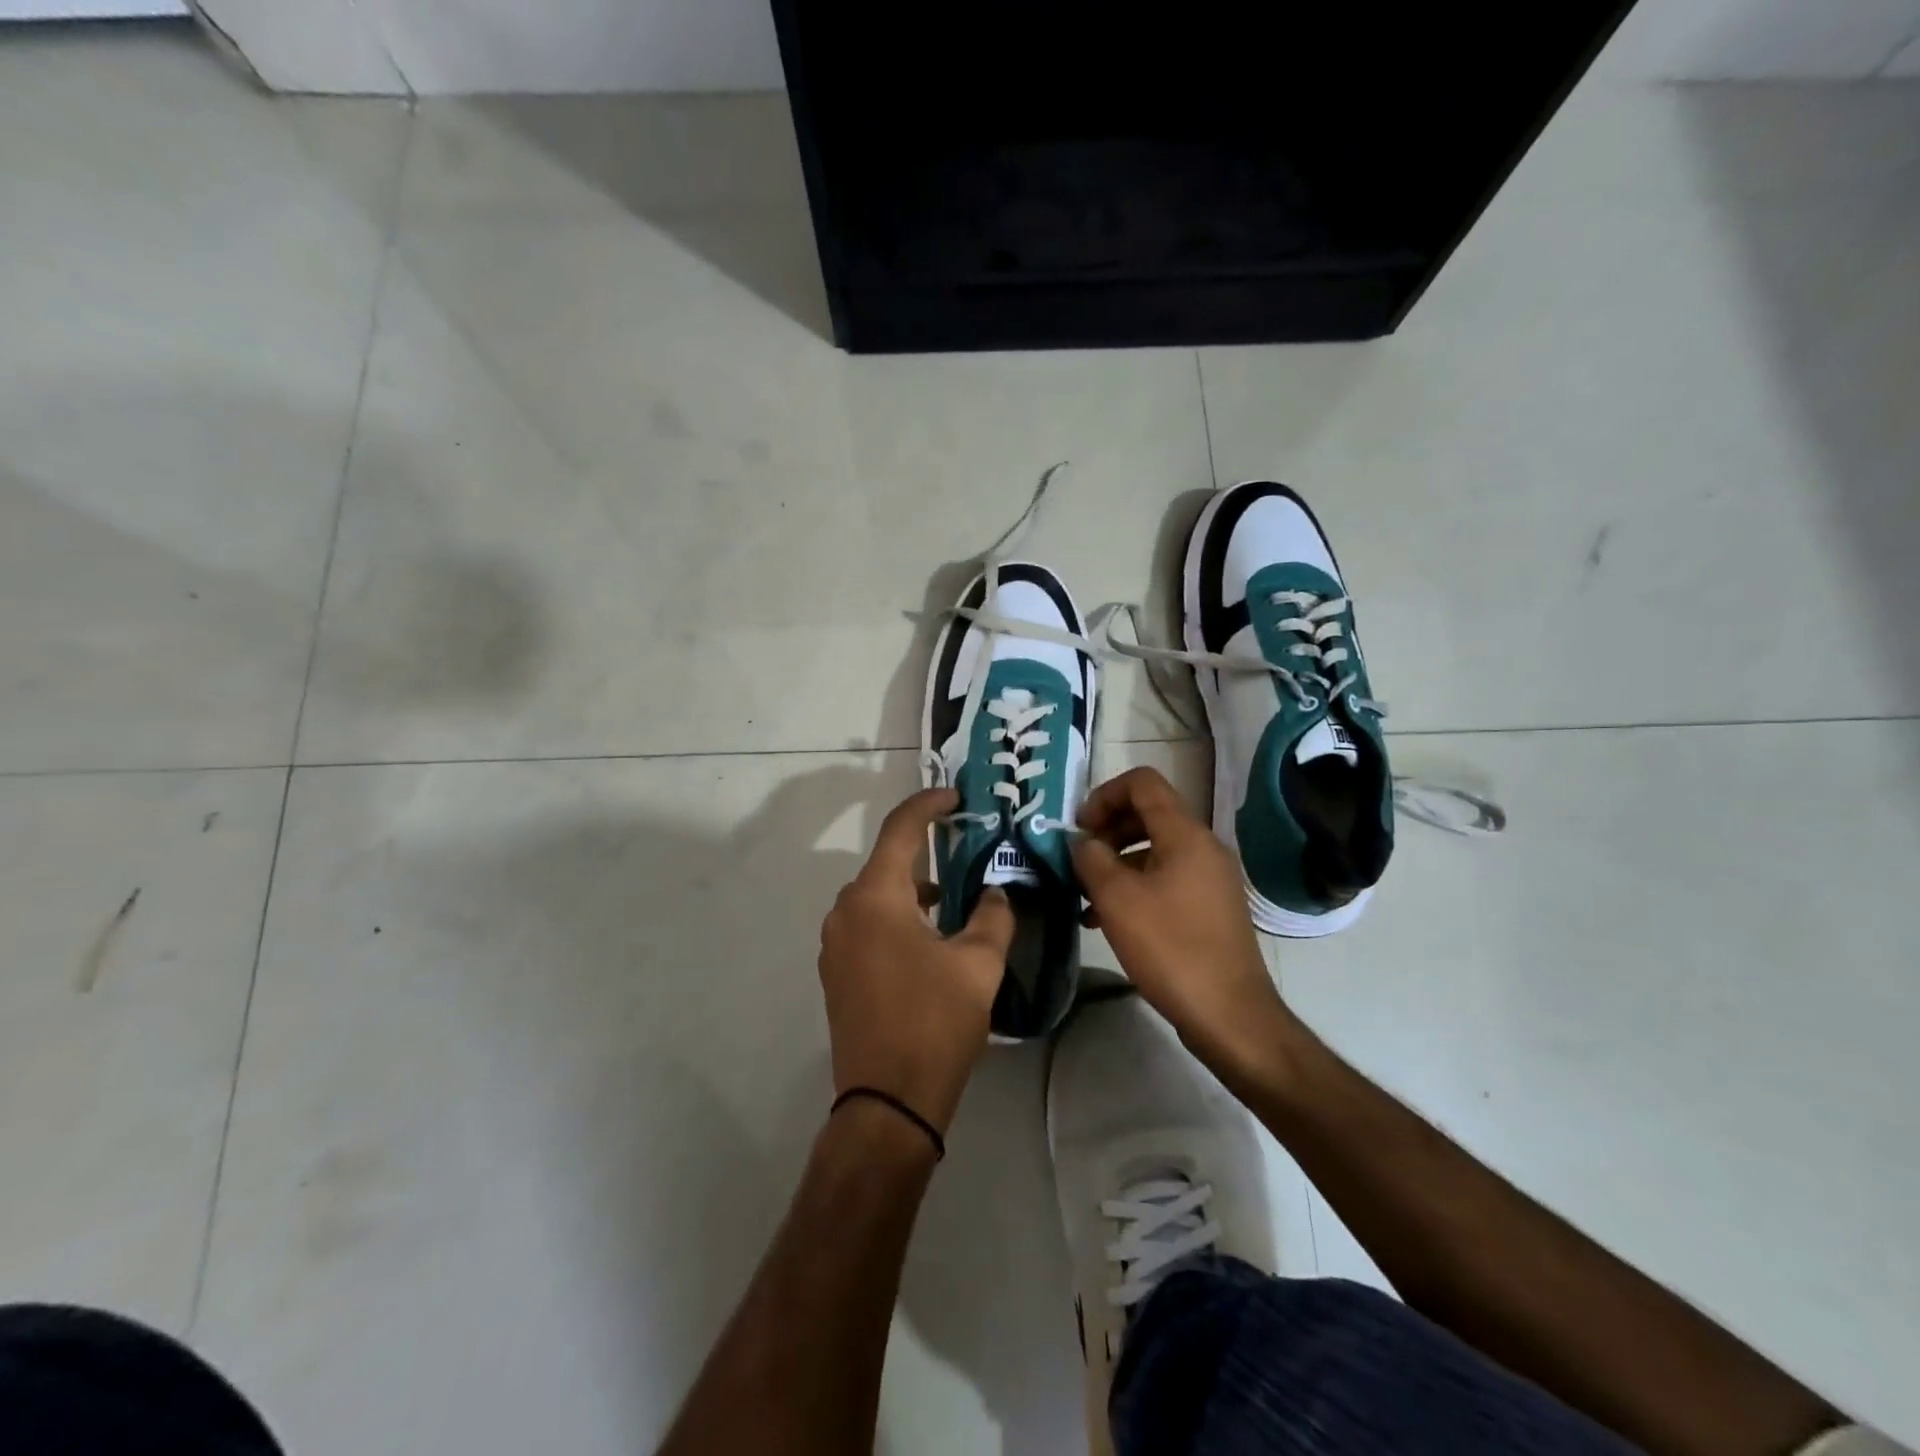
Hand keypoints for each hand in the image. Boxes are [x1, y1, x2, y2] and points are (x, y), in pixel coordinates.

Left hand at [818, 787, 1013, 1135]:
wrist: (887, 1102)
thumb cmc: (934, 1023)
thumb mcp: (978, 964)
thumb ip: (993, 915)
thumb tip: (996, 892)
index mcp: (875, 897)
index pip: (901, 830)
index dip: (928, 805)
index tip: (956, 796)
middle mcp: (846, 911)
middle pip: (886, 862)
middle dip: (925, 849)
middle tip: (965, 844)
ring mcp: (836, 943)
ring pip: (877, 895)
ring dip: (912, 887)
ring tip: (955, 893)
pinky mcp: (837, 971)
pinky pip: (868, 923)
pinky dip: (897, 914)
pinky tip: (929, 935)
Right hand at [1072, 767, 1292, 1075]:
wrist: (1230, 1015)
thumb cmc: (1171, 949)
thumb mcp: (1117, 899)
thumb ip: (1091, 859)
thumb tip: (1081, 841)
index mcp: (1185, 834)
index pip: (1143, 783)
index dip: (1104, 794)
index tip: (1080, 829)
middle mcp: (1203, 847)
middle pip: (1148, 814)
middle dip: (1107, 829)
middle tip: (1079, 860)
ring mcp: (1210, 878)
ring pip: (1154, 850)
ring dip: (1116, 863)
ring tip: (1085, 895)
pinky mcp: (1209, 908)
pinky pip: (1165, 879)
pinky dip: (1135, 887)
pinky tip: (1106, 920)